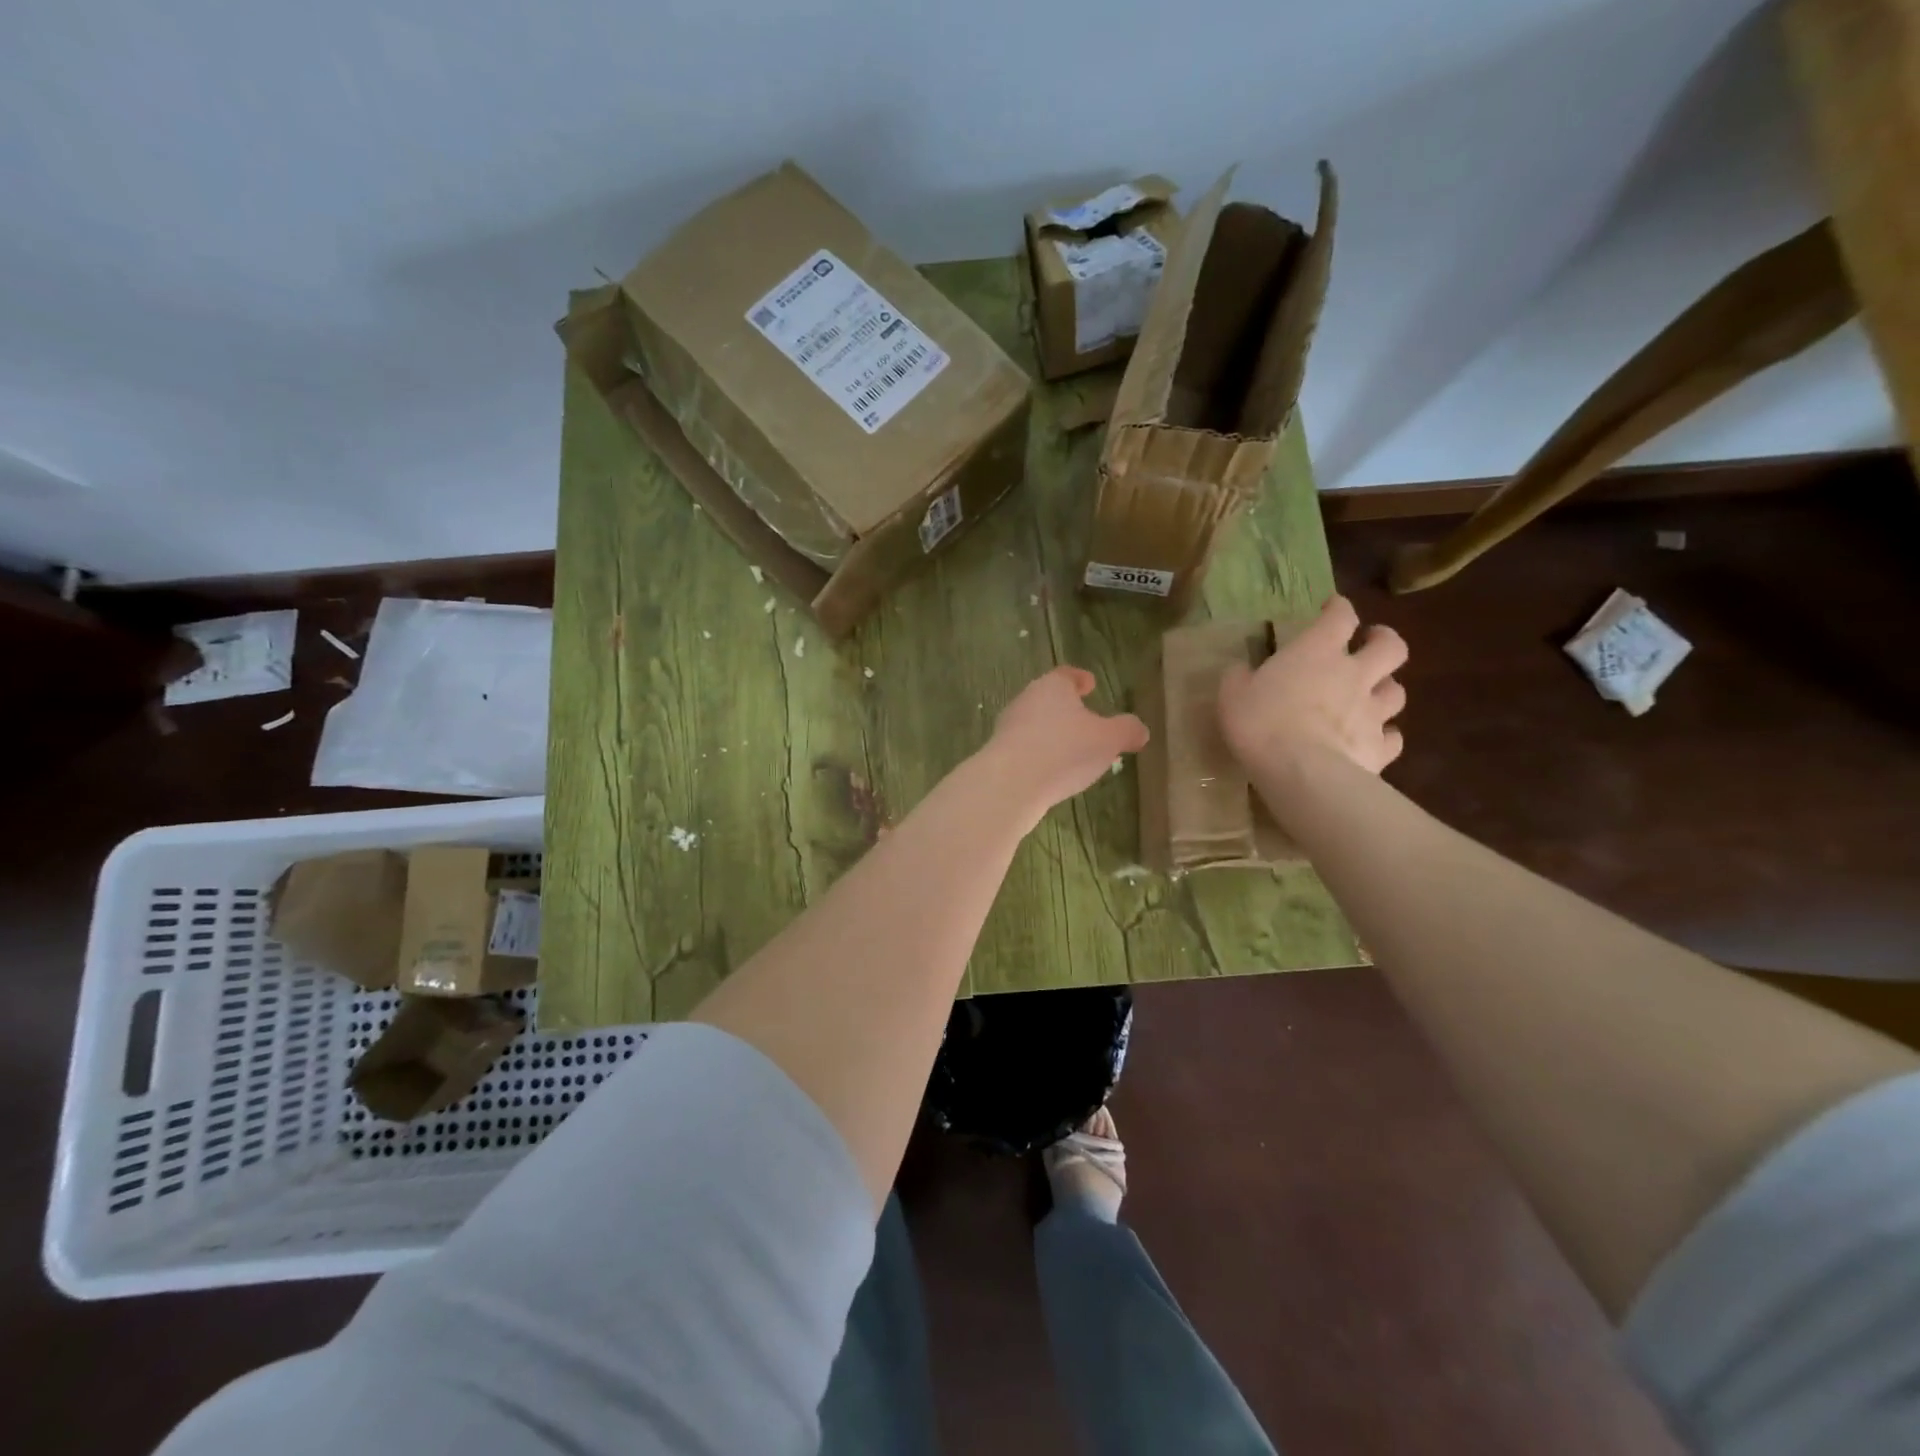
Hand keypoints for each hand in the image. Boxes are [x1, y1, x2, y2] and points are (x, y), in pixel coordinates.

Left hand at [984, 666, 1148, 816]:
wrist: (1010, 784)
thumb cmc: (1064, 751)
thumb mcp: (1108, 740)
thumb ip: (1127, 731)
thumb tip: (1140, 730)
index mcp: (1052, 686)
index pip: (1067, 675)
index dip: (1080, 679)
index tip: (1089, 684)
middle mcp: (1026, 700)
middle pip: (1049, 698)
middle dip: (1068, 709)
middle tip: (1087, 722)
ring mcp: (1008, 726)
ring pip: (1036, 723)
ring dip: (1053, 734)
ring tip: (1073, 751)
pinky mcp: (999, 753)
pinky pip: (1025, 747)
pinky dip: (1040, 754)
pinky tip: (1051, 772)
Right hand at [1218, 595, 1406, 776]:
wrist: (1301, 773)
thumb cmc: (1262, 724)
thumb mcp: (1232, 695)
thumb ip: (1239, 678)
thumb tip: (1241, 670)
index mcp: (1317, 652)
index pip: (1340, 616)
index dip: (1338, 608)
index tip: (1330, 608)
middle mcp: (1354, 675)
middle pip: (1391, 647)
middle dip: (1383, 640)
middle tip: (1371, 642)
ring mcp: (1373, 712)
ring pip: (1397, 691)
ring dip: (1386, 689)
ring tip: (1371, 695)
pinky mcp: (1380, 749)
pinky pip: (1393, 738)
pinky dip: (1386, 736)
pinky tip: (1372, 740)